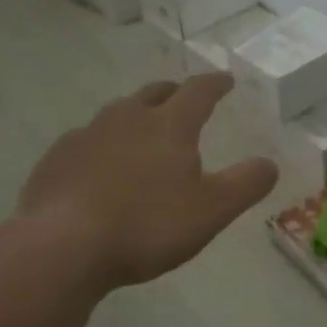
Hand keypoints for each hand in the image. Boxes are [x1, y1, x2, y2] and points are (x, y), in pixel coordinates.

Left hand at [16, 73, 277, 290]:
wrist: (62, 247)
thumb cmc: (147, 225)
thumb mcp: (212, 210)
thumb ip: (246, 184)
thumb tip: (270, 163)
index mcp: (169, 126)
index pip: (199, 92)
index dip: (215, 84)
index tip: (226, 80)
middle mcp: (127, 119)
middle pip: (154, 94)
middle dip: (172, 93)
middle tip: (182, 99)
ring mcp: (86, 136)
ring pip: (116, 114)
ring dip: (134, 116)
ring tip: (141, 133)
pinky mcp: (55, 159)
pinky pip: (85, 141)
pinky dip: (101, 145)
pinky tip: (99, 168)